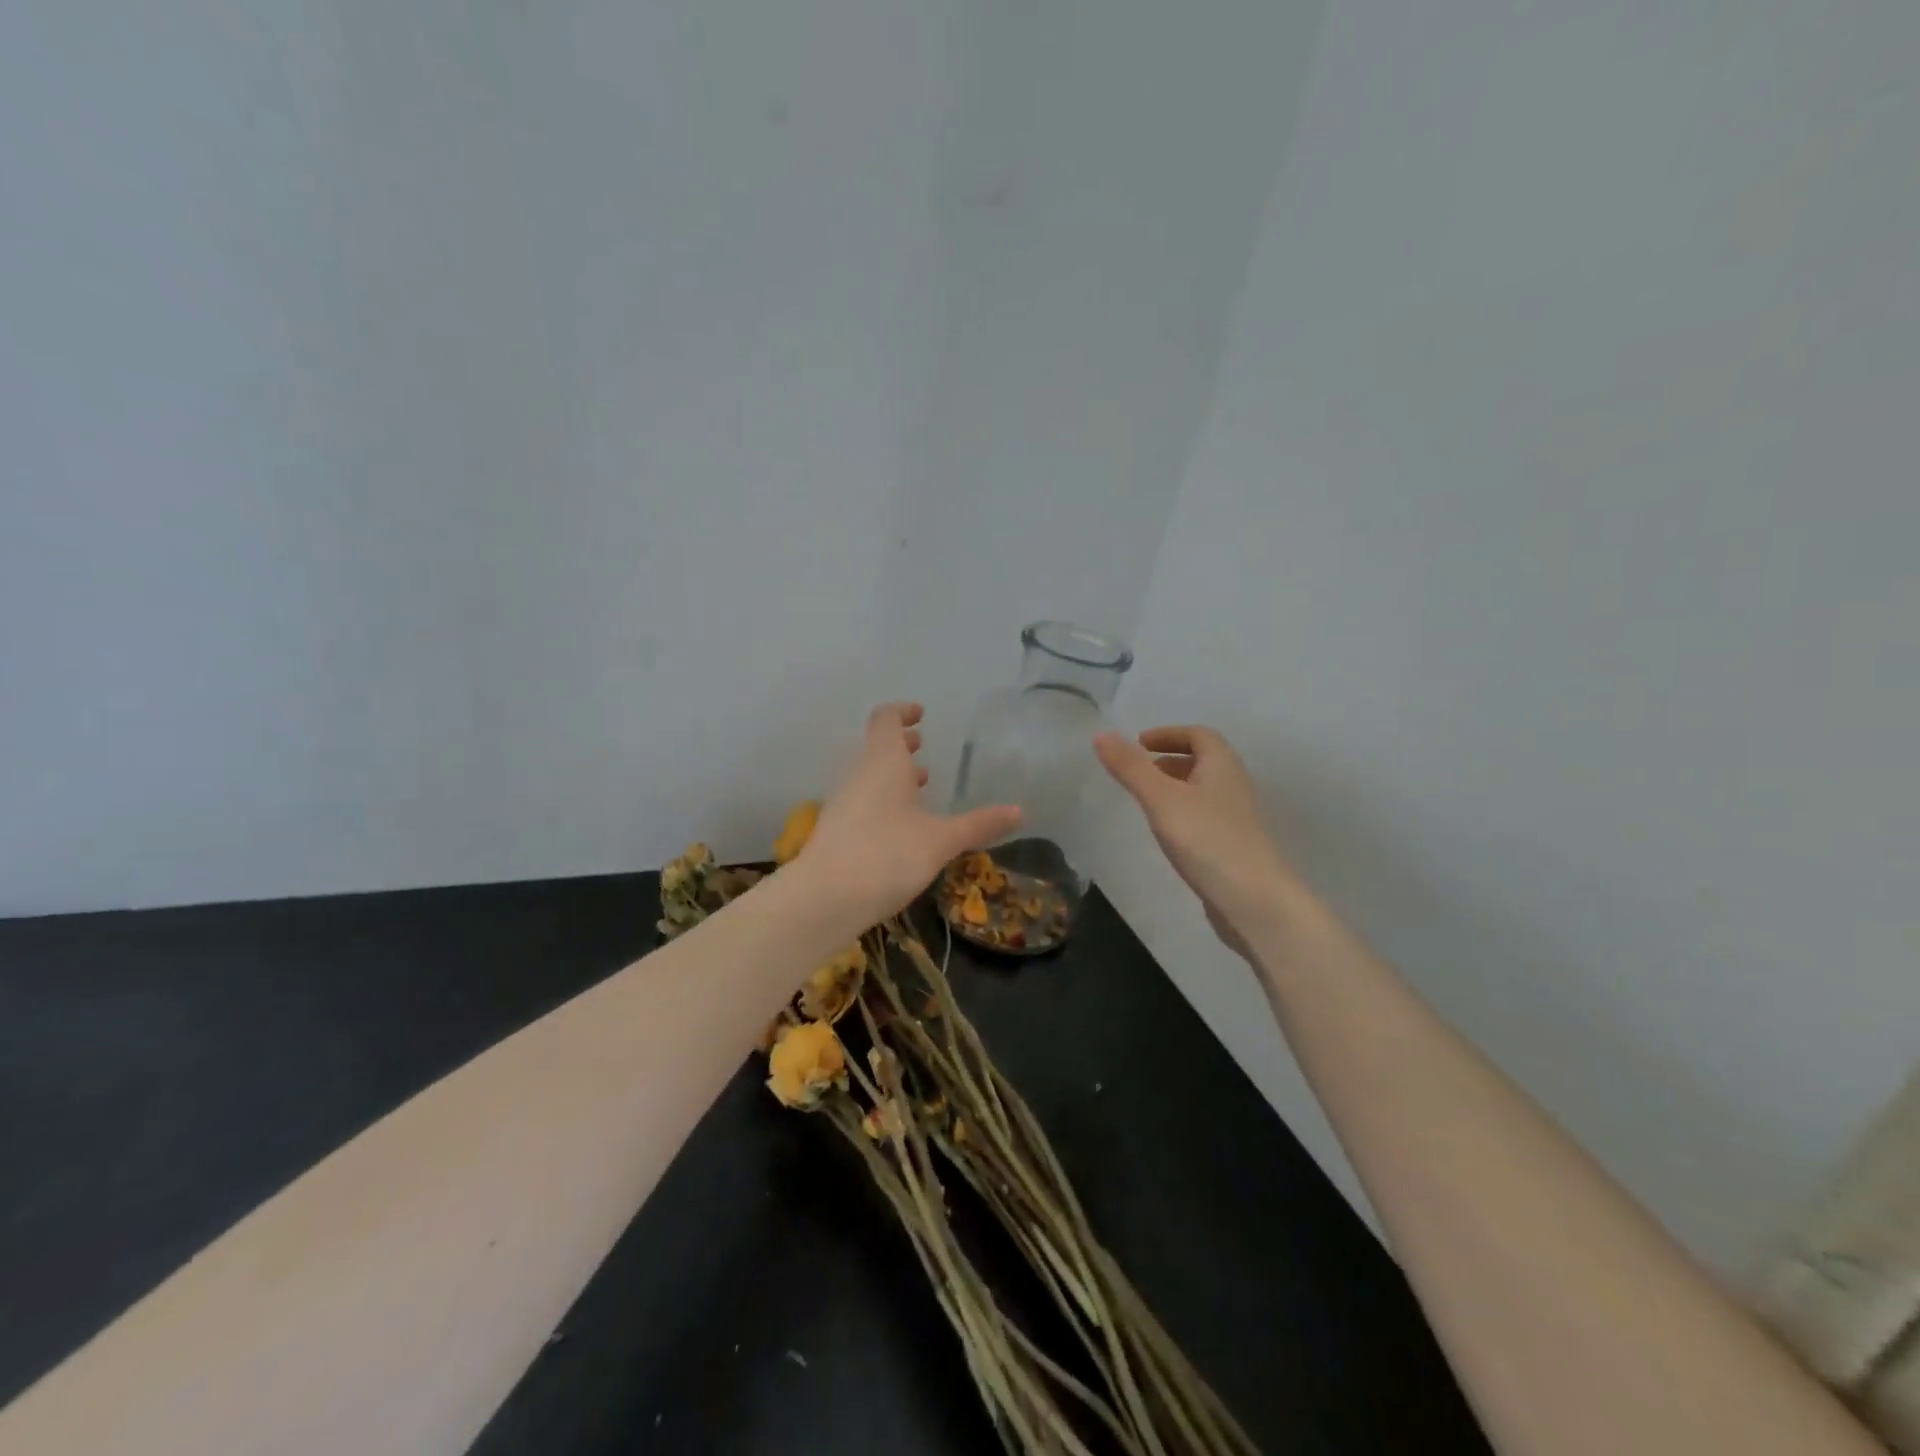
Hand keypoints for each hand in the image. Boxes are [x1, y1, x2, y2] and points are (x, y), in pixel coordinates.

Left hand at [797, 703, 1021, 928]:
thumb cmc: (886, 855)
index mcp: (883, 761)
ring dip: (893, 773)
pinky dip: (883, 798)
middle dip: (901, 744)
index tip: (921, 714)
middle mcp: (858, 773)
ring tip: (920, 784)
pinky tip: (903, 824)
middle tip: (923, 745)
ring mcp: (843, 801)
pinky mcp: (837, 829)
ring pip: (869, 774)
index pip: (886, 718)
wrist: (824, 899)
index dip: (903, 711)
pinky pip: (863, 799)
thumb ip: (979, 824)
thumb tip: (1020, 811)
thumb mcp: (941, 840)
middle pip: (877, 746)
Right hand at [1095, 725, 1296, 957]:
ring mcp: (1238, 819)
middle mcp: (1235, 786)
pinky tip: (1168, 836)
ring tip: (1147, 803)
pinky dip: (1183, 814)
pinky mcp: (1235, 848)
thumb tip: (1101, 733)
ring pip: (1205, 791)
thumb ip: (1131, 767)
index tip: (1138, 744)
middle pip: (1204, 762)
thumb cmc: (1208, 841)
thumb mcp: (1161, 799)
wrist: (1256, 902)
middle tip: (1139, 772)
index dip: (1168, 734)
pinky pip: (1206, 818)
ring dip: (1176, 788)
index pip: (1199, 735)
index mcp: (1222, 766)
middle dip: (1170, 760)